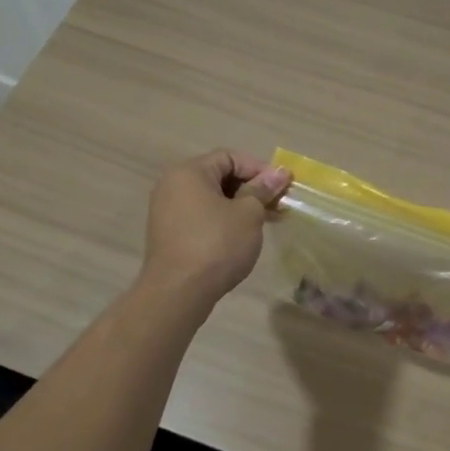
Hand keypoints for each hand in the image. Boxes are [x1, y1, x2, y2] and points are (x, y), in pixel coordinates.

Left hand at [140, 150, 291, 304]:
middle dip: (252, 188)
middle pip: (220, 176)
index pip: (230, 157)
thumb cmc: (216, 244)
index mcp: (189, 172)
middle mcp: (173, 185)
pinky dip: (224, 220)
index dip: (259, 169)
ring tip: (268, 221)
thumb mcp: (248, 214)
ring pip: (212, 198)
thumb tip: (280, 172)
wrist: (177, 293)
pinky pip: (202, 216)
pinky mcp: (170, 234)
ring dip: (241, 206)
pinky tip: (244, 235)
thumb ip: (263, 190)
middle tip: (278, 204)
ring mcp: (167, 211)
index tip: (282, 186)